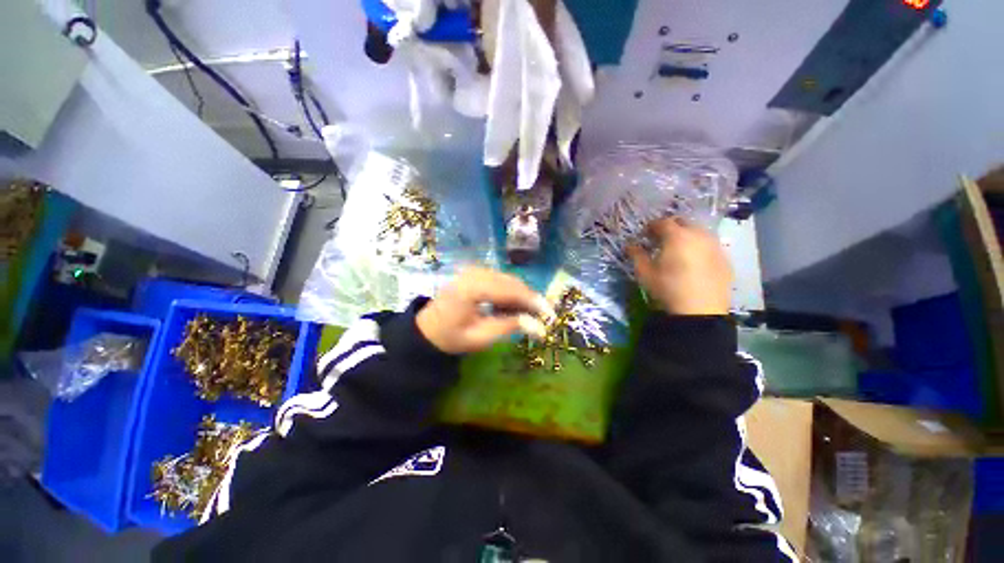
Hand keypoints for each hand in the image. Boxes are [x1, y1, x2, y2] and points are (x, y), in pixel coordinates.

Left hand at [416, 267, 554, 353]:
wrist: (427, 329)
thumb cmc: (451, 337)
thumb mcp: (480, 337)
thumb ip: (509, 327)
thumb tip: (539, 327)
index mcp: (472, 288)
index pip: (511, 291)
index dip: (533, 301)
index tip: (550, 315)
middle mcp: (475, 273)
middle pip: (512, 282)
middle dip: (530, 299)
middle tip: (544, 317)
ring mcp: (475, 270)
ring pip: (509, 280)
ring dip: (521, 296)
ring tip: (529, 315)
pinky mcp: (476, 273)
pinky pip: (501, 280)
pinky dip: (511, 293)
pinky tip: (512, 307)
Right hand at [627, 218, 732, 315]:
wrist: (699, 311)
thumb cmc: (667, 288)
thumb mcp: (645, 273)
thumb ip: (636, 255)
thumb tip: (630, 246)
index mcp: (677, 236)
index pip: (663, 222)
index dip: (652, 226)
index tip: (645, 235)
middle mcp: (698, 235)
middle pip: (684, 223)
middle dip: (671, 227)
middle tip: (662, 240)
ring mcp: (715, 246)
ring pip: (700, 233)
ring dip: (687, 236)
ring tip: (679, 250)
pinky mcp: (725, 259)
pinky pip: (710, 246)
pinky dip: (700, 248)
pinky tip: (694, 263)